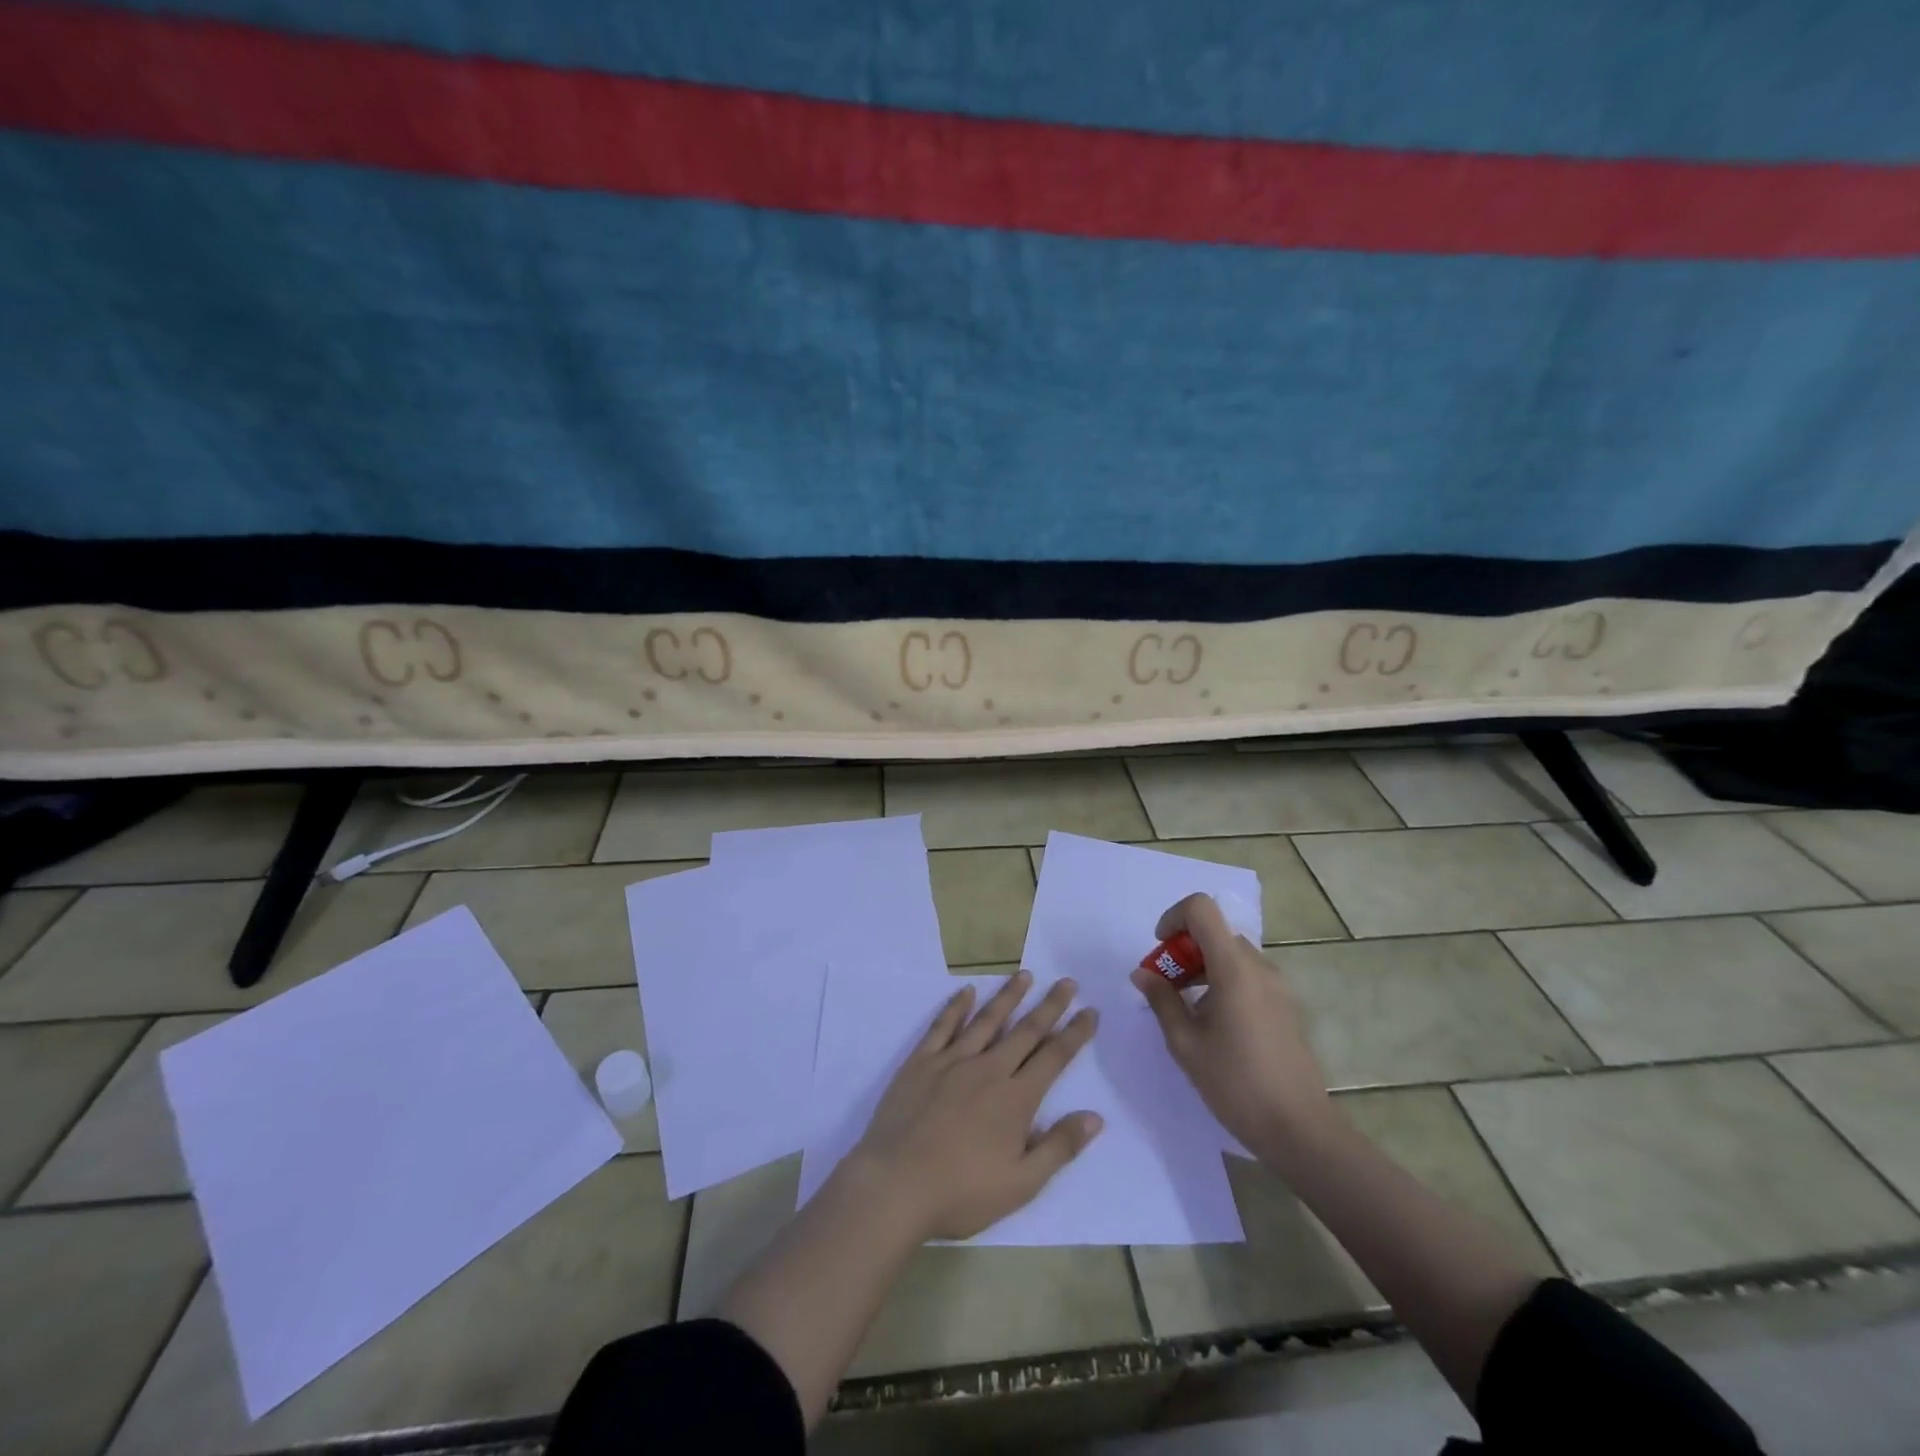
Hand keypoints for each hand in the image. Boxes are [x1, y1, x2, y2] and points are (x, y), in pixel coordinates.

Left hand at [849, 971, 1103, 1240]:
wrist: (896, 1184)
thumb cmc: (962, 1192)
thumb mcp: (1021, 1184)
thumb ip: (1059, 1147)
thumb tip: (1095, 1117)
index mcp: (1016, 1099)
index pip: (1054, 1057)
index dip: (1075, 1033)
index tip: (1090, 1011)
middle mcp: (988, 1069)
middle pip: (1026, 1030)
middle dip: (1050, 1005)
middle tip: (1068, 982)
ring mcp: (952, 1061)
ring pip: (987, 1019)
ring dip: (1008, 996)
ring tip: (1025, 975)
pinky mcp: (921, 1061)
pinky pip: (943, 1026)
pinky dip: (956, 1006)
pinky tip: (967, 991)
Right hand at [1131, 893, 1340, 1167]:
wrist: (1299, 1129)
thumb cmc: (1236, 1084)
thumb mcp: (1185, 1044)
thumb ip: (1161, 1000)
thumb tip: (1142, 973)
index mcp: (1234, 968)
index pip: (1202, 909)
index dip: (1173, 918)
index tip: (1160, 952)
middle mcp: (1259, 967)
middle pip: (1214, 933)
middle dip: (1182, 950)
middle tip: (1165, 988)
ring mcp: (1276, 986)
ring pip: (1230, 955)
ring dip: (1201, 967)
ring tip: (1184, 1010)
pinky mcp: (1284, 1005)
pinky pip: (1246, 975)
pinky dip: (1221, 982)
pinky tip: (1213, 1024)